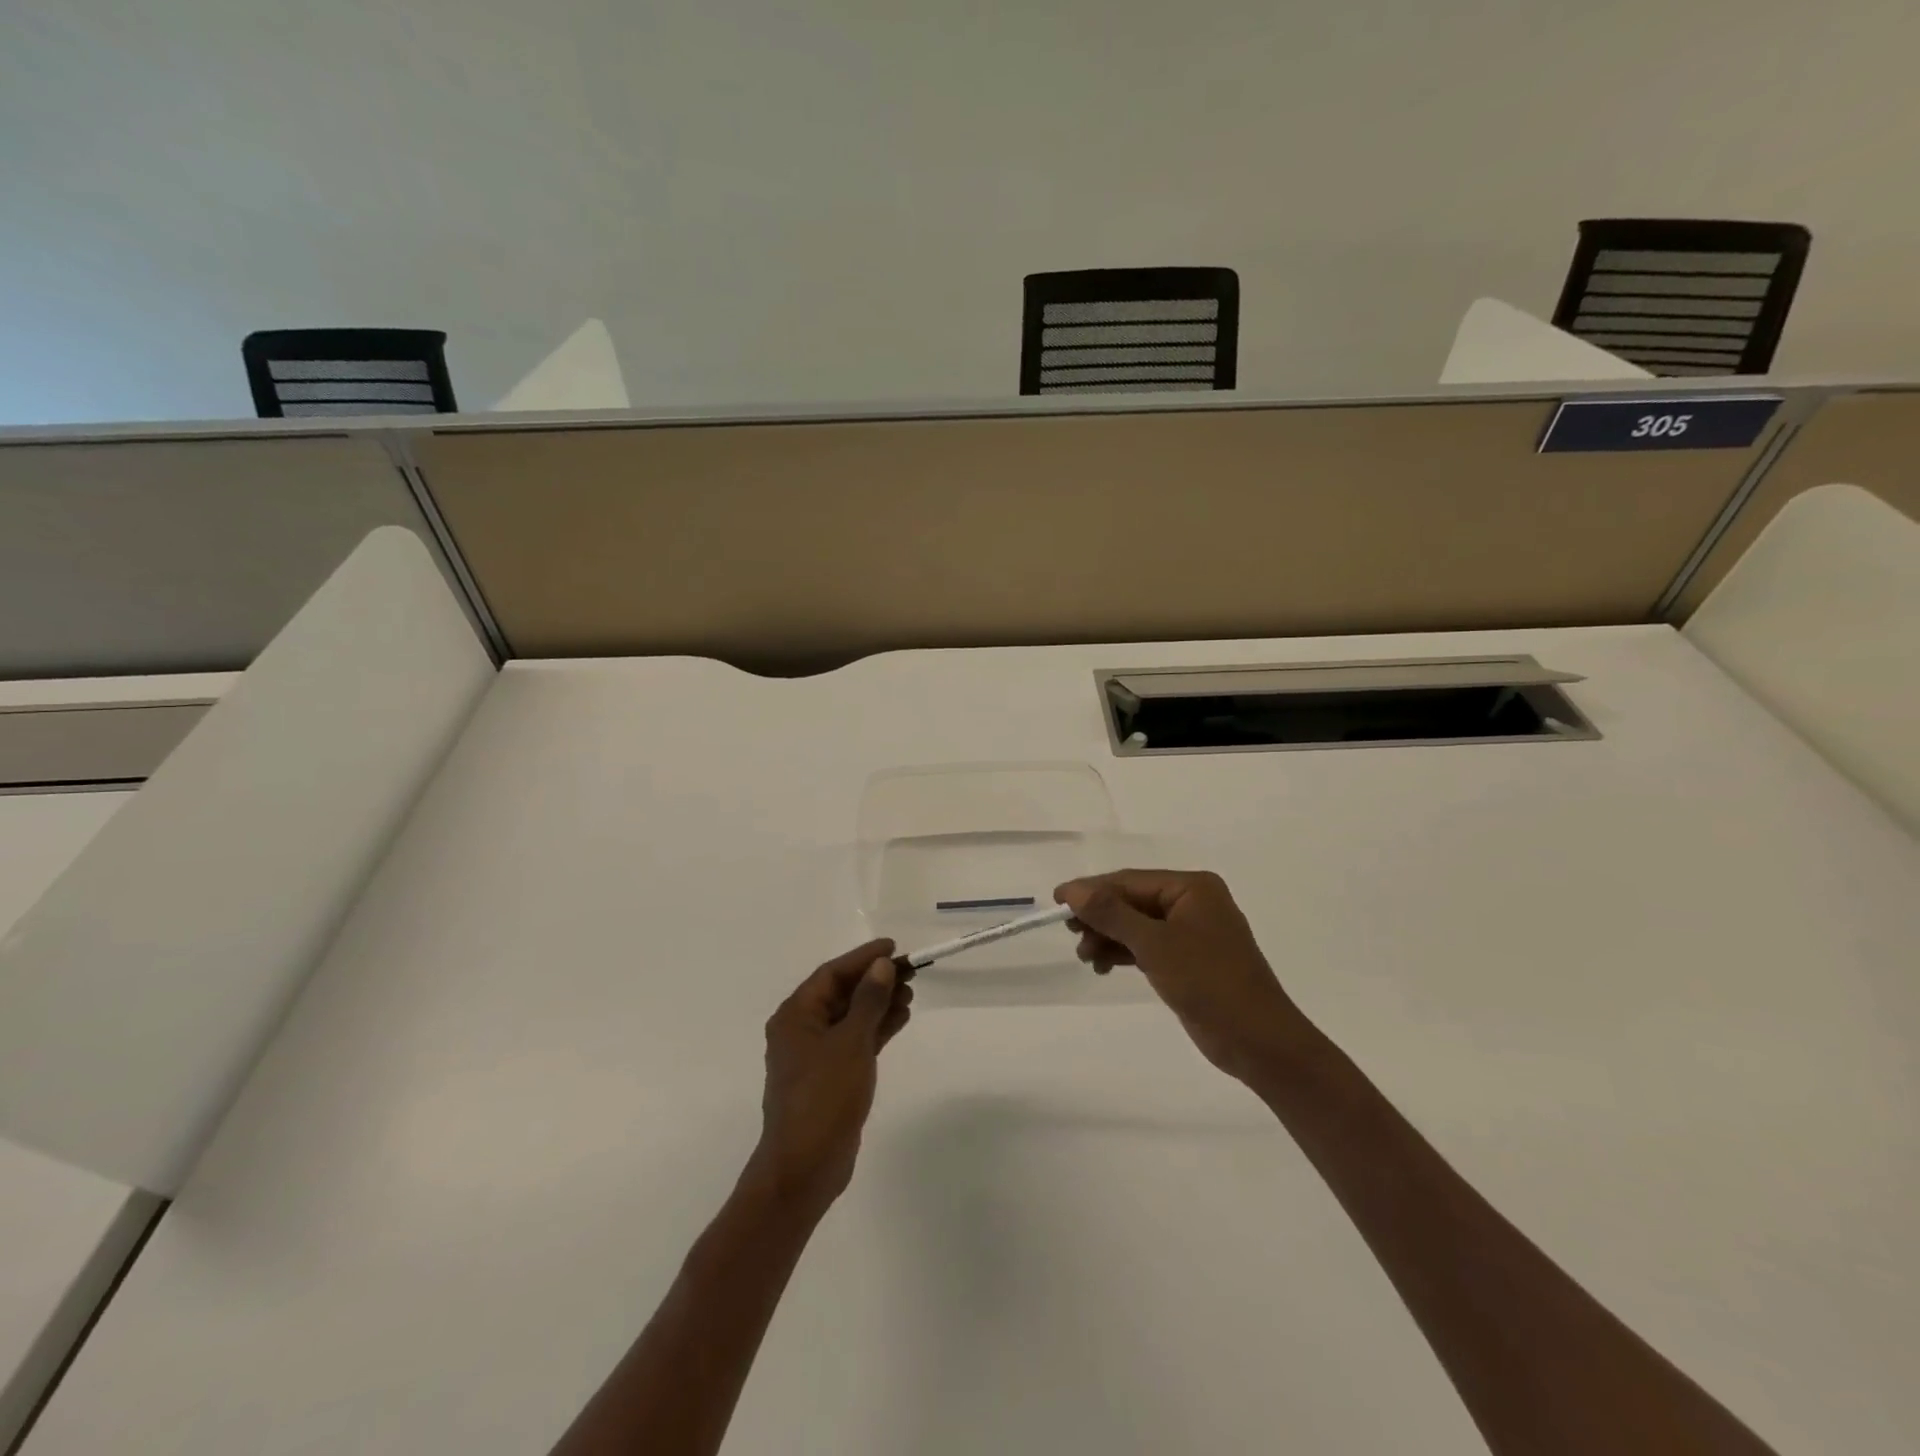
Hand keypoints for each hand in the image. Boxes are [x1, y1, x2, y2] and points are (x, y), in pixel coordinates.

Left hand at [743, 939, 912, 1218]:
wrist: (805, 1167)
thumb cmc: (823, 1097)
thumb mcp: (850, 1043)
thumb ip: (868, 1001)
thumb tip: (881, 965)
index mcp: (796, 1015)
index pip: (831, 973)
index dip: (863, 957)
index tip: (893, 947)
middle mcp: (801, 1030)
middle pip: (842, 993)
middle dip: (875, 981)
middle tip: (911, 972)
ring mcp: (816, 1055)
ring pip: (851, 1017)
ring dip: (879, 1004)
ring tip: (912, 994)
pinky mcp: (830, 1076)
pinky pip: (855, 1040)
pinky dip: (877, 1029)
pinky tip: (901, 1019)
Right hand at [1055, 870, 1311, 1083]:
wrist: (1258, 1042)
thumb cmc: (1209, 983)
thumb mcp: (1155, 944)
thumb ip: (1112, 914)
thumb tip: (1072, 890)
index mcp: (1192, 888)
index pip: (1130, 881)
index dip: (1091, 890)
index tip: (1056, 901)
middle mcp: (1192, 903)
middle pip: (1132, 901)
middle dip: (1100, 918)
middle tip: (1071, 935)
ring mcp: (1191, 932)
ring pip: (1136, 925)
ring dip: (1108, 938)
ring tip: (1085, 958)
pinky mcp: (1188, 960)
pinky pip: (1147, 946)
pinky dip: (1124, 953)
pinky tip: (1102, 967)